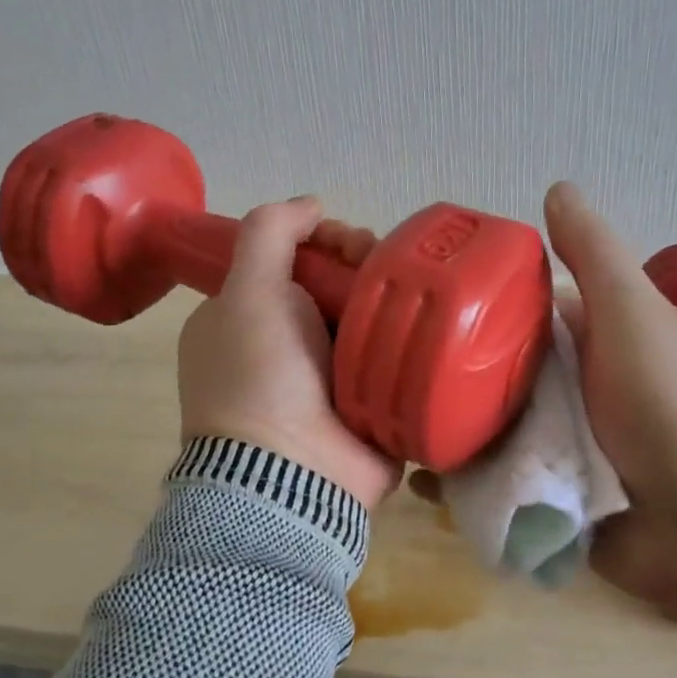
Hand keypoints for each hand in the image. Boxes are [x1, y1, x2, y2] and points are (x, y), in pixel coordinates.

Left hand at [177, 197, 399, 509]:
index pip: (290, 262)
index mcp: (245, 320)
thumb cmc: (260, 375)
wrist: (293, 473)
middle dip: (360, 266)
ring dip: (390, 298)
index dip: (321, 242)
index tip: (344, 242)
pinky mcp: (366, 404)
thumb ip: (269, 233)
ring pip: (366, 318)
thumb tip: (311, 204)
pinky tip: (431, 324)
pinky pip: (391, 357)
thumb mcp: (247, 291)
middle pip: (332, 286)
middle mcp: (283, 347)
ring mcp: (326, 380)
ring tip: (414, 292)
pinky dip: (408, 339)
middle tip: (382, 266)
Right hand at [412, 184, 676, 607]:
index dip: (467, 307)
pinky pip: (489, 489)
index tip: (414, 305)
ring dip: (441, 433)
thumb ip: (595, 256)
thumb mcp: (635, 316)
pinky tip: (419, 481)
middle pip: (486, 376)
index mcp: (582, 343)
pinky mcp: (541, 501)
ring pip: (480, 431)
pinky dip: (457, 486)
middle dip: (440, 377)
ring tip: (385, 428)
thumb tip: (556, 187)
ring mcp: (549, 449)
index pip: (510, 315)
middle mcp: (560, 391)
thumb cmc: (674, 406)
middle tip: (379, 374)